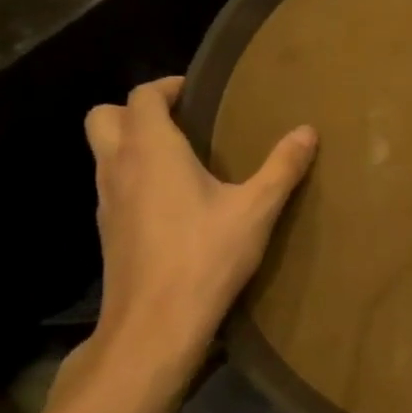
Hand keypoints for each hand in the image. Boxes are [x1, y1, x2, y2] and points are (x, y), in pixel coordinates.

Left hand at [77, 76, 315, 400]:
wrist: (154, 325)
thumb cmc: (205, 256)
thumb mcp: (256, 209)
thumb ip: (282, 166)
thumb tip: (308, 131)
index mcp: (151, 150)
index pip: (142, 96)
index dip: (166, 86)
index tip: (198, 92)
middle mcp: (119, 167)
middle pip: (104, 116)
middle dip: (137, 110)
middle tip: (180, 121)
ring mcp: (106, 201)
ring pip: (103, 152)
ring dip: (132, 144)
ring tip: (181, 158)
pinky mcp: (107, 231)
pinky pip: (112, 185)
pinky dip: (133, 177)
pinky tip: (172, 201)